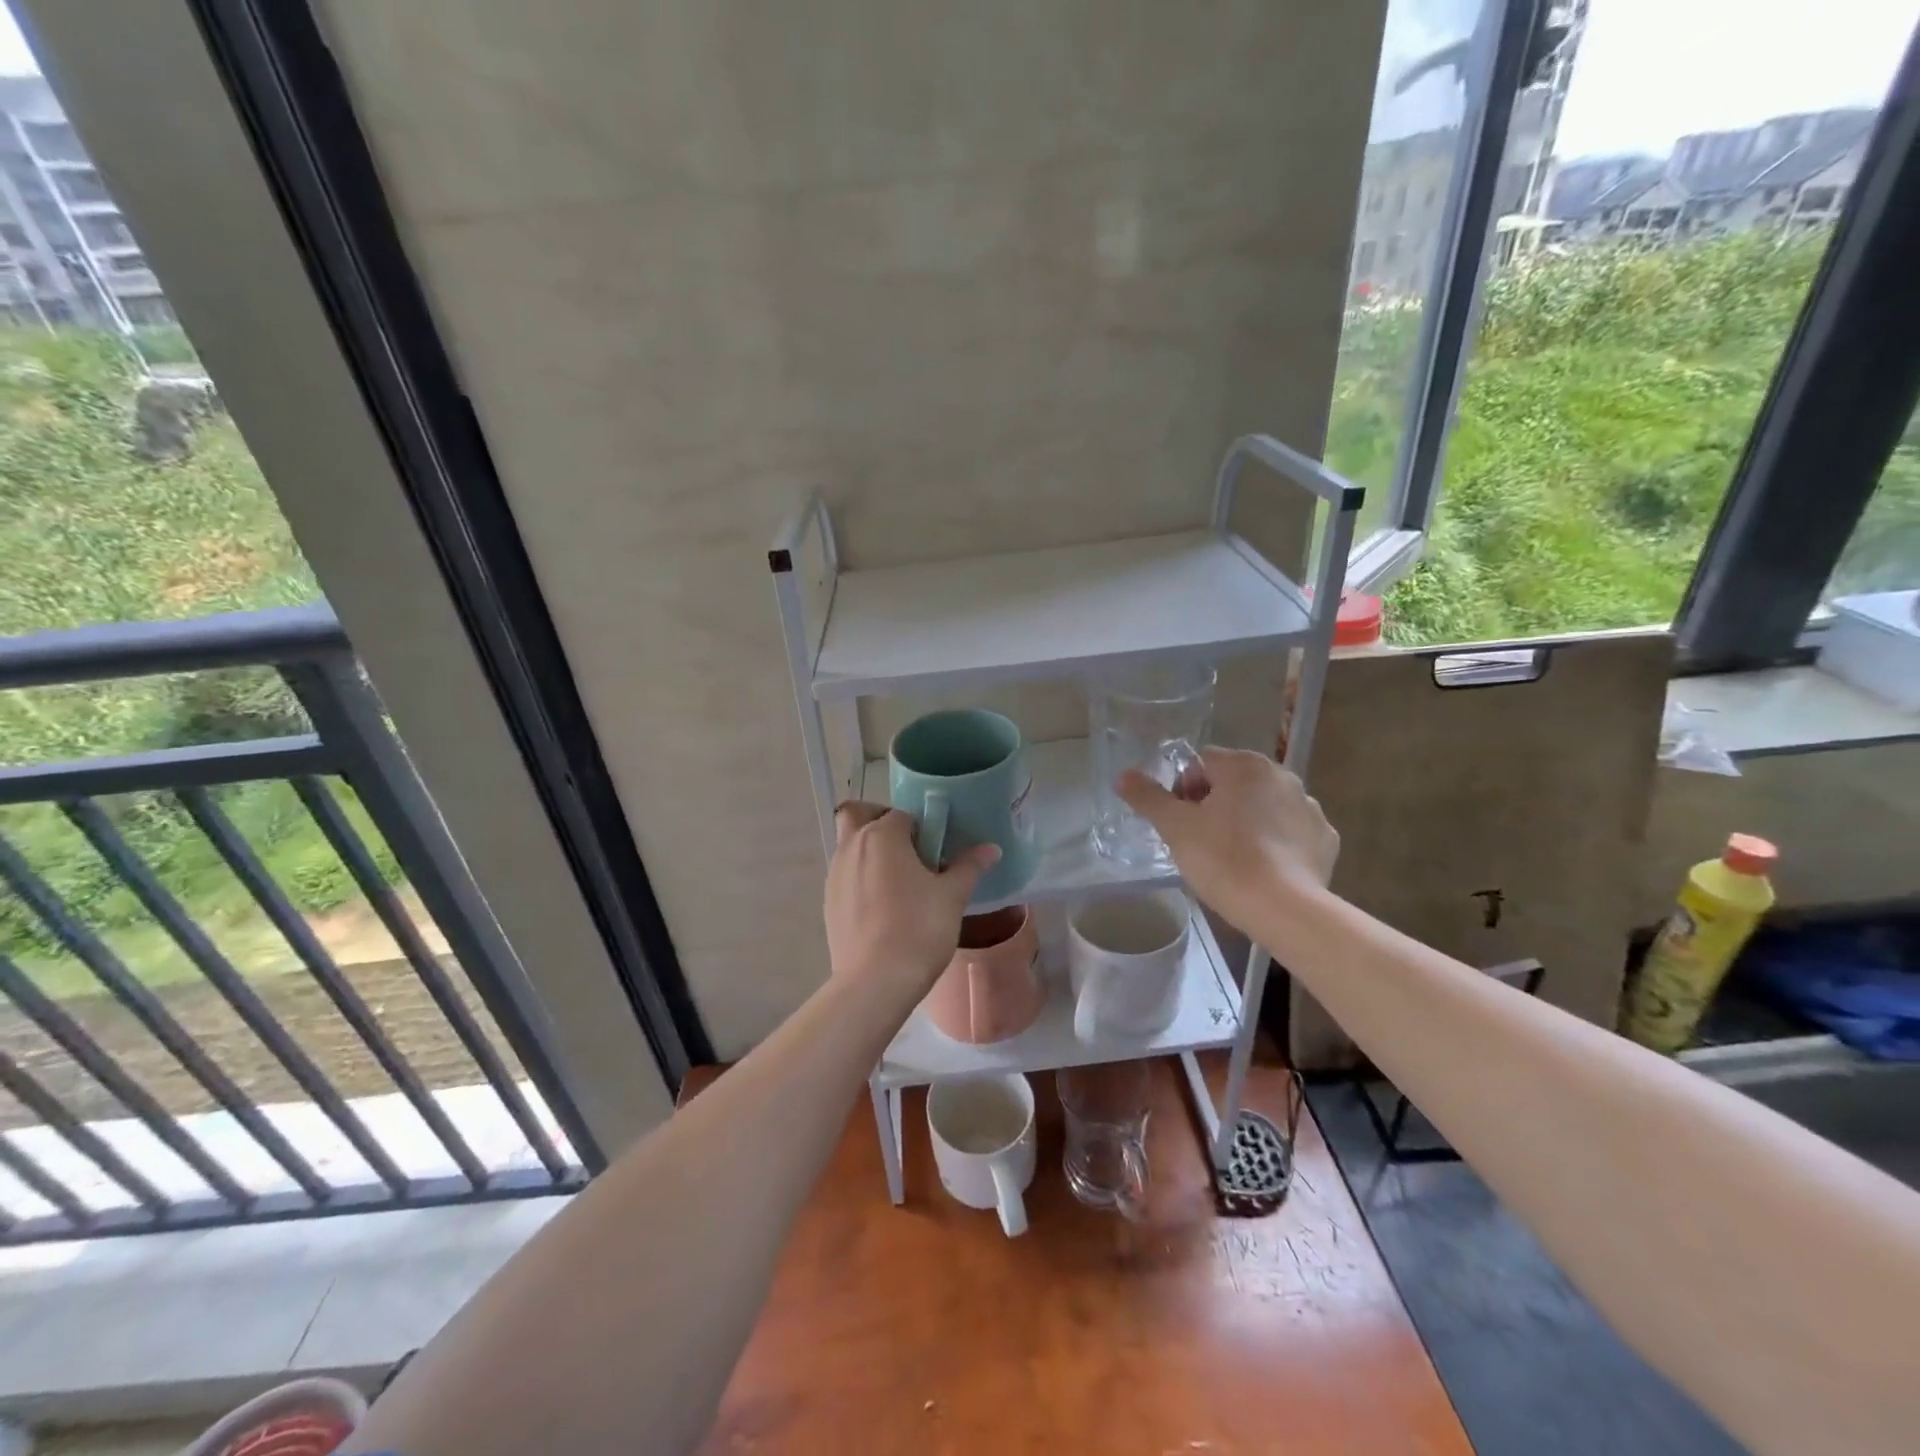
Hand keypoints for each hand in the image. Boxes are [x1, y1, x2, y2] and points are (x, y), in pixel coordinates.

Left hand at [823, 803, 999, 999]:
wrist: (876, 982)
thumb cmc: (919, 929)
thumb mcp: (952, 896)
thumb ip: (969, 866)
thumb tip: (990, 849)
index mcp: (882, 835)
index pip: (902, 814)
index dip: (922, 827)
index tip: (937, 850)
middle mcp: (851, 846)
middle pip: (858, 815)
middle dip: (879, 821)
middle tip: (908, 849)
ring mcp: (835, 874)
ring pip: (850, 846)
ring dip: (871, 852)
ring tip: (900, 883)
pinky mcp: (829, 902)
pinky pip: (846, 876)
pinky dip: (861, 879)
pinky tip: (884, 908)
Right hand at [1117, 747, 1337, 930]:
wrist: (1283, 908)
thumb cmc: (1223, 860)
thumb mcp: (1175, 828)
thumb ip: (1148, 797)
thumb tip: (1123, 775)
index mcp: (1244, 765)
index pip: (1201, 762)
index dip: (1183, 789)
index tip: (1180, 821)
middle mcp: (1282, 775)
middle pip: (1234, 781)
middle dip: (1214, 804)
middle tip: (1200, 840)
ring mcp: (1308, 806)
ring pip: (1263, 805)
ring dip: (1245, 821)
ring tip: (1232, 858)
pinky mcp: (1325, 838)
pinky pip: (1290, 831)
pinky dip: (1276, 842)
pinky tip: (1263, 867)